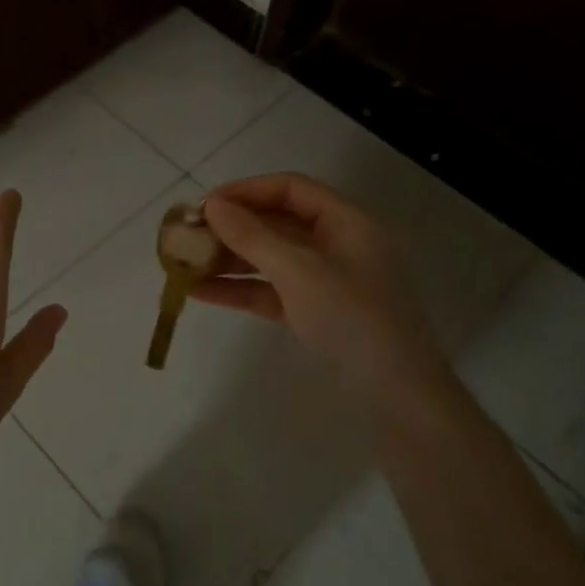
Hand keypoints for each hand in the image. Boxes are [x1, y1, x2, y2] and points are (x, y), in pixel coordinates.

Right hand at [197, 173, 454, 417]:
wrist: (399, 397)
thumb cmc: (353, 319)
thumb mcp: (299, 272)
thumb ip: (253, 236)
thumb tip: (212, 205)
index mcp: (347, 222)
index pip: (291, 189)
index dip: (247, 190)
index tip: (205, 205)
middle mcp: (338, 244)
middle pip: (278, 222)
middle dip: (232, 228)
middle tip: (188, 236)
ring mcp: (327, 281)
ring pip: (271, 258)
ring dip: (230, 259)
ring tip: (185, 264)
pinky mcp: (316, 313)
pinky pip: (272, 290)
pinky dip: (240, 289)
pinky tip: (201, 293)